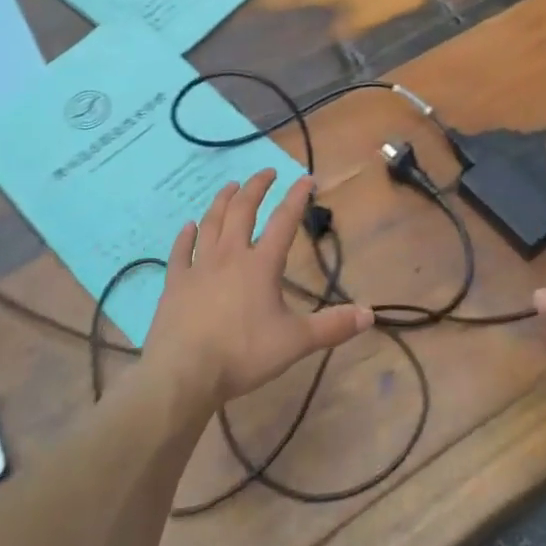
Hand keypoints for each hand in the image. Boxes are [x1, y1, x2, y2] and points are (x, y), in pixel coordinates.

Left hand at [142, 169, 372, 410]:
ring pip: (211, 222)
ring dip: (222, 201)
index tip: (306, 179)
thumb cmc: (242, 354)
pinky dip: (185, 236)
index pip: (284, 222)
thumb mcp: (295, 343)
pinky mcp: (175, 282)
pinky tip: (188, 226)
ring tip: (231, 187)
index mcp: (261, 265)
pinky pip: (180, 251)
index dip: (296, 198)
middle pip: (243, 210)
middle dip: (256, 187)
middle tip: (267, 172)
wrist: (184, 372)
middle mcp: (230, 255)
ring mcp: (198, 266)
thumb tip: (370, 314)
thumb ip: (332, 326)